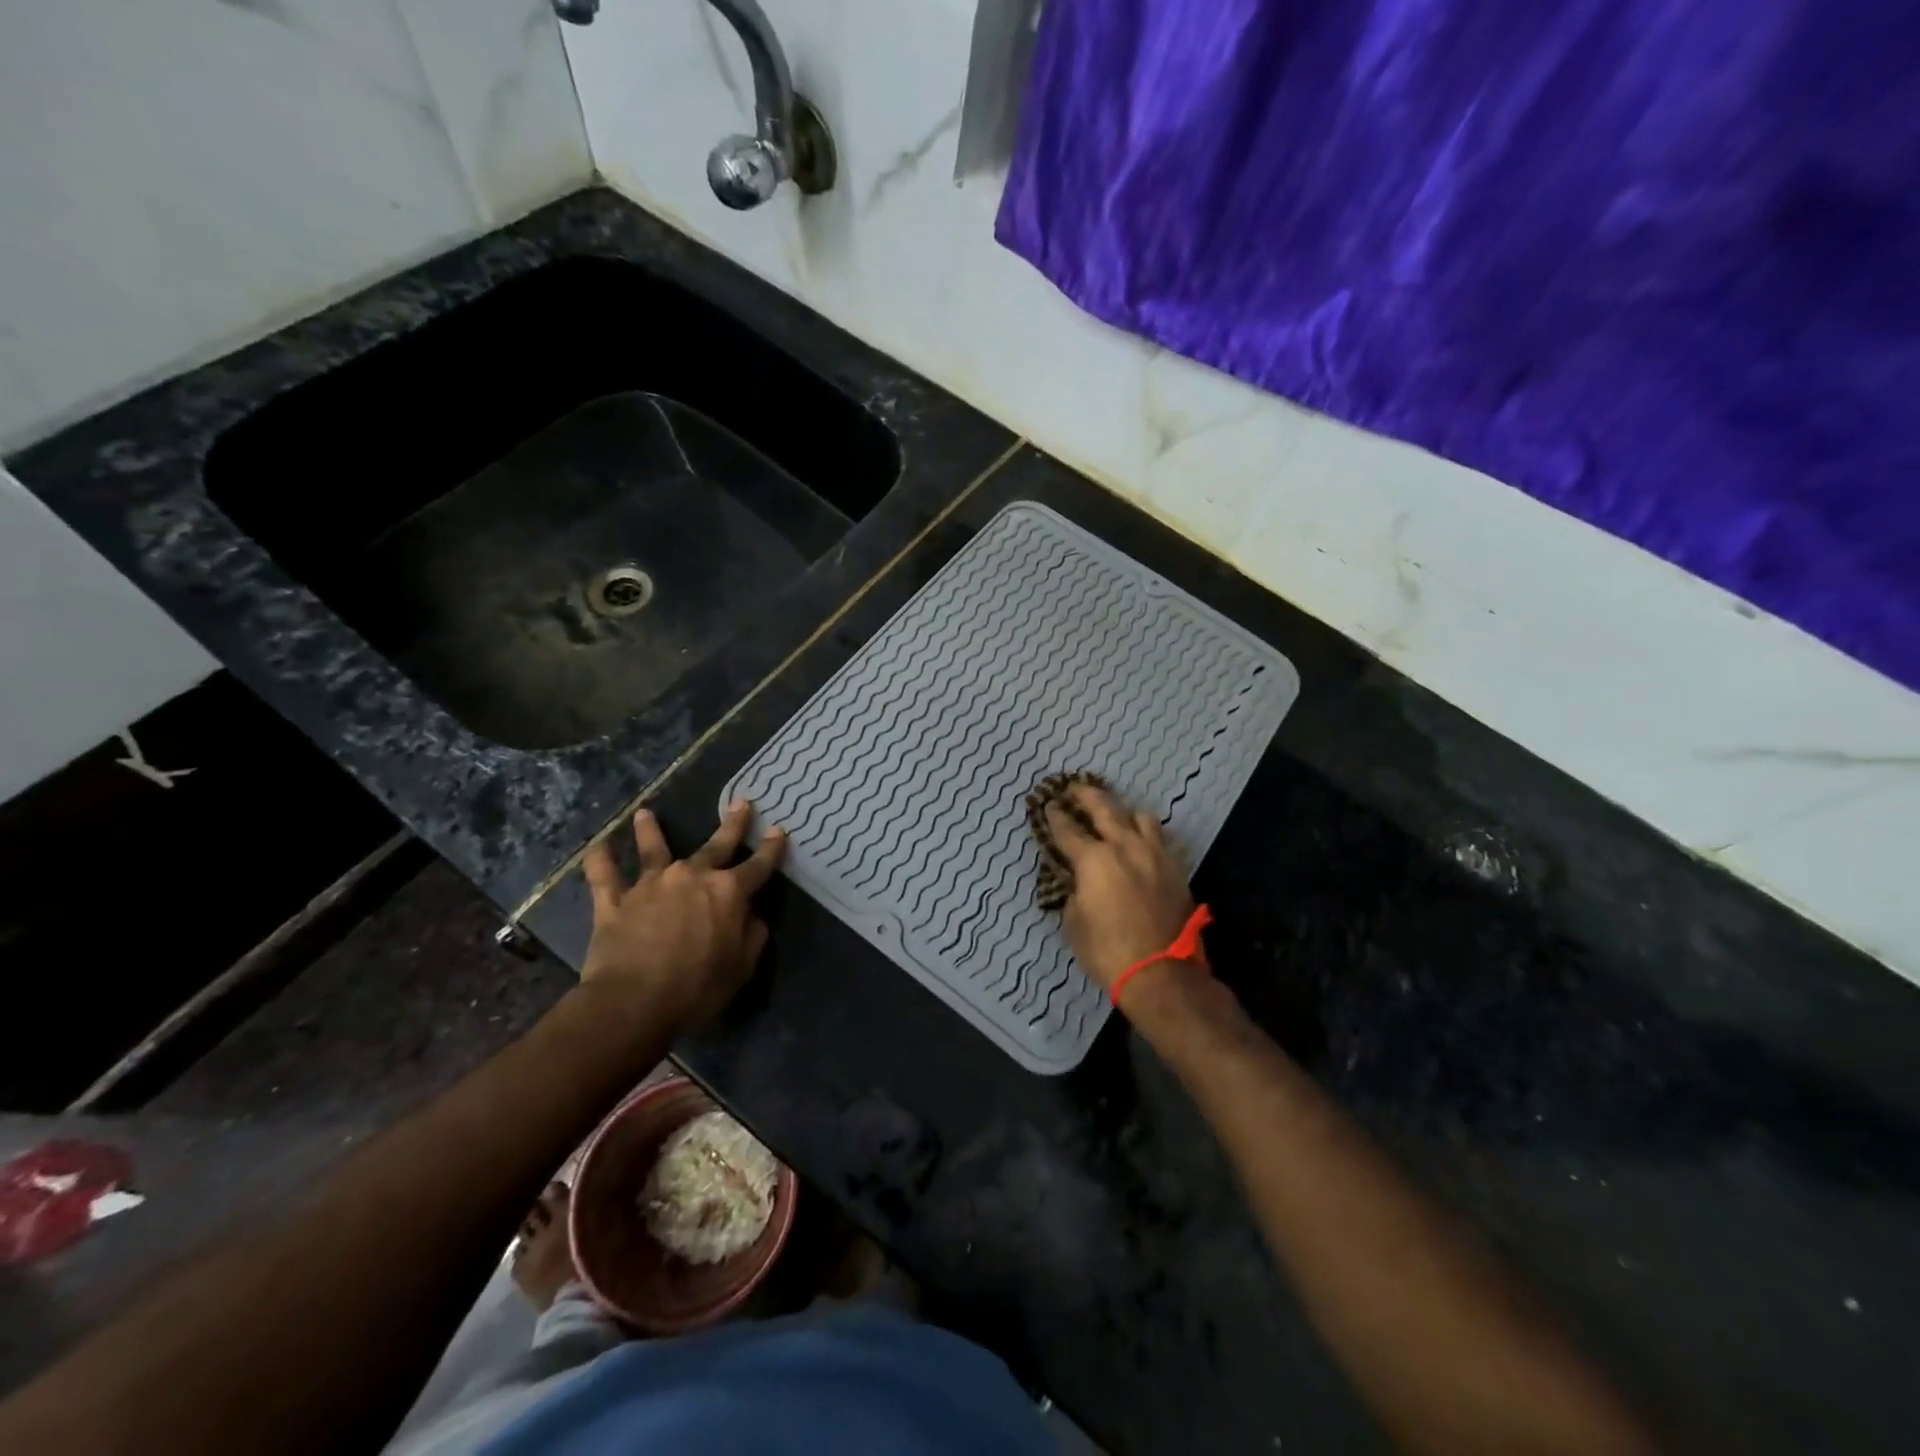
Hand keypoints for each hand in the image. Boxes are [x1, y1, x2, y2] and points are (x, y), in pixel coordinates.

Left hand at [580, 801, 785, 1025]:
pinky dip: (599, 861)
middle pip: (716, 845)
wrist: (634, 1001)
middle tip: (740, 802)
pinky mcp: (614, 902)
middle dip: (732, 824)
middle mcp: (692, 877)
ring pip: (653, 850)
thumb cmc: (698, 988)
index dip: (771, 848)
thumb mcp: (742, 966)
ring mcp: (651, 885)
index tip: (778, 829)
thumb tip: (753, 915)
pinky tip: (596, 847)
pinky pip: (603, 877)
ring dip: (651, 831)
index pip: (758, 865)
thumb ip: (752, 935)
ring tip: (647, 813)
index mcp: (729, 892)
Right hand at [1044, 785, 1200, 999]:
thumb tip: (1079, 882)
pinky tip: (1142, 841)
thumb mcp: (1074, 922)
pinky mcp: (1176, 868)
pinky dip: (1147, 833)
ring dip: (1123, 812)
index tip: (1049, 805)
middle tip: (1075, 789)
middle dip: (1086, 795)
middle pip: (1104, 807)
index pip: (1068, 829)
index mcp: (1093, 859)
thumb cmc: (1107, 951)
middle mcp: (1125, 846)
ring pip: (1140, 816)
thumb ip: (1074, 892)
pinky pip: (1161, 838)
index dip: (1055, 816)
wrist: (1161, 973)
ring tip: (1116, 815)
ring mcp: (1155, 854)